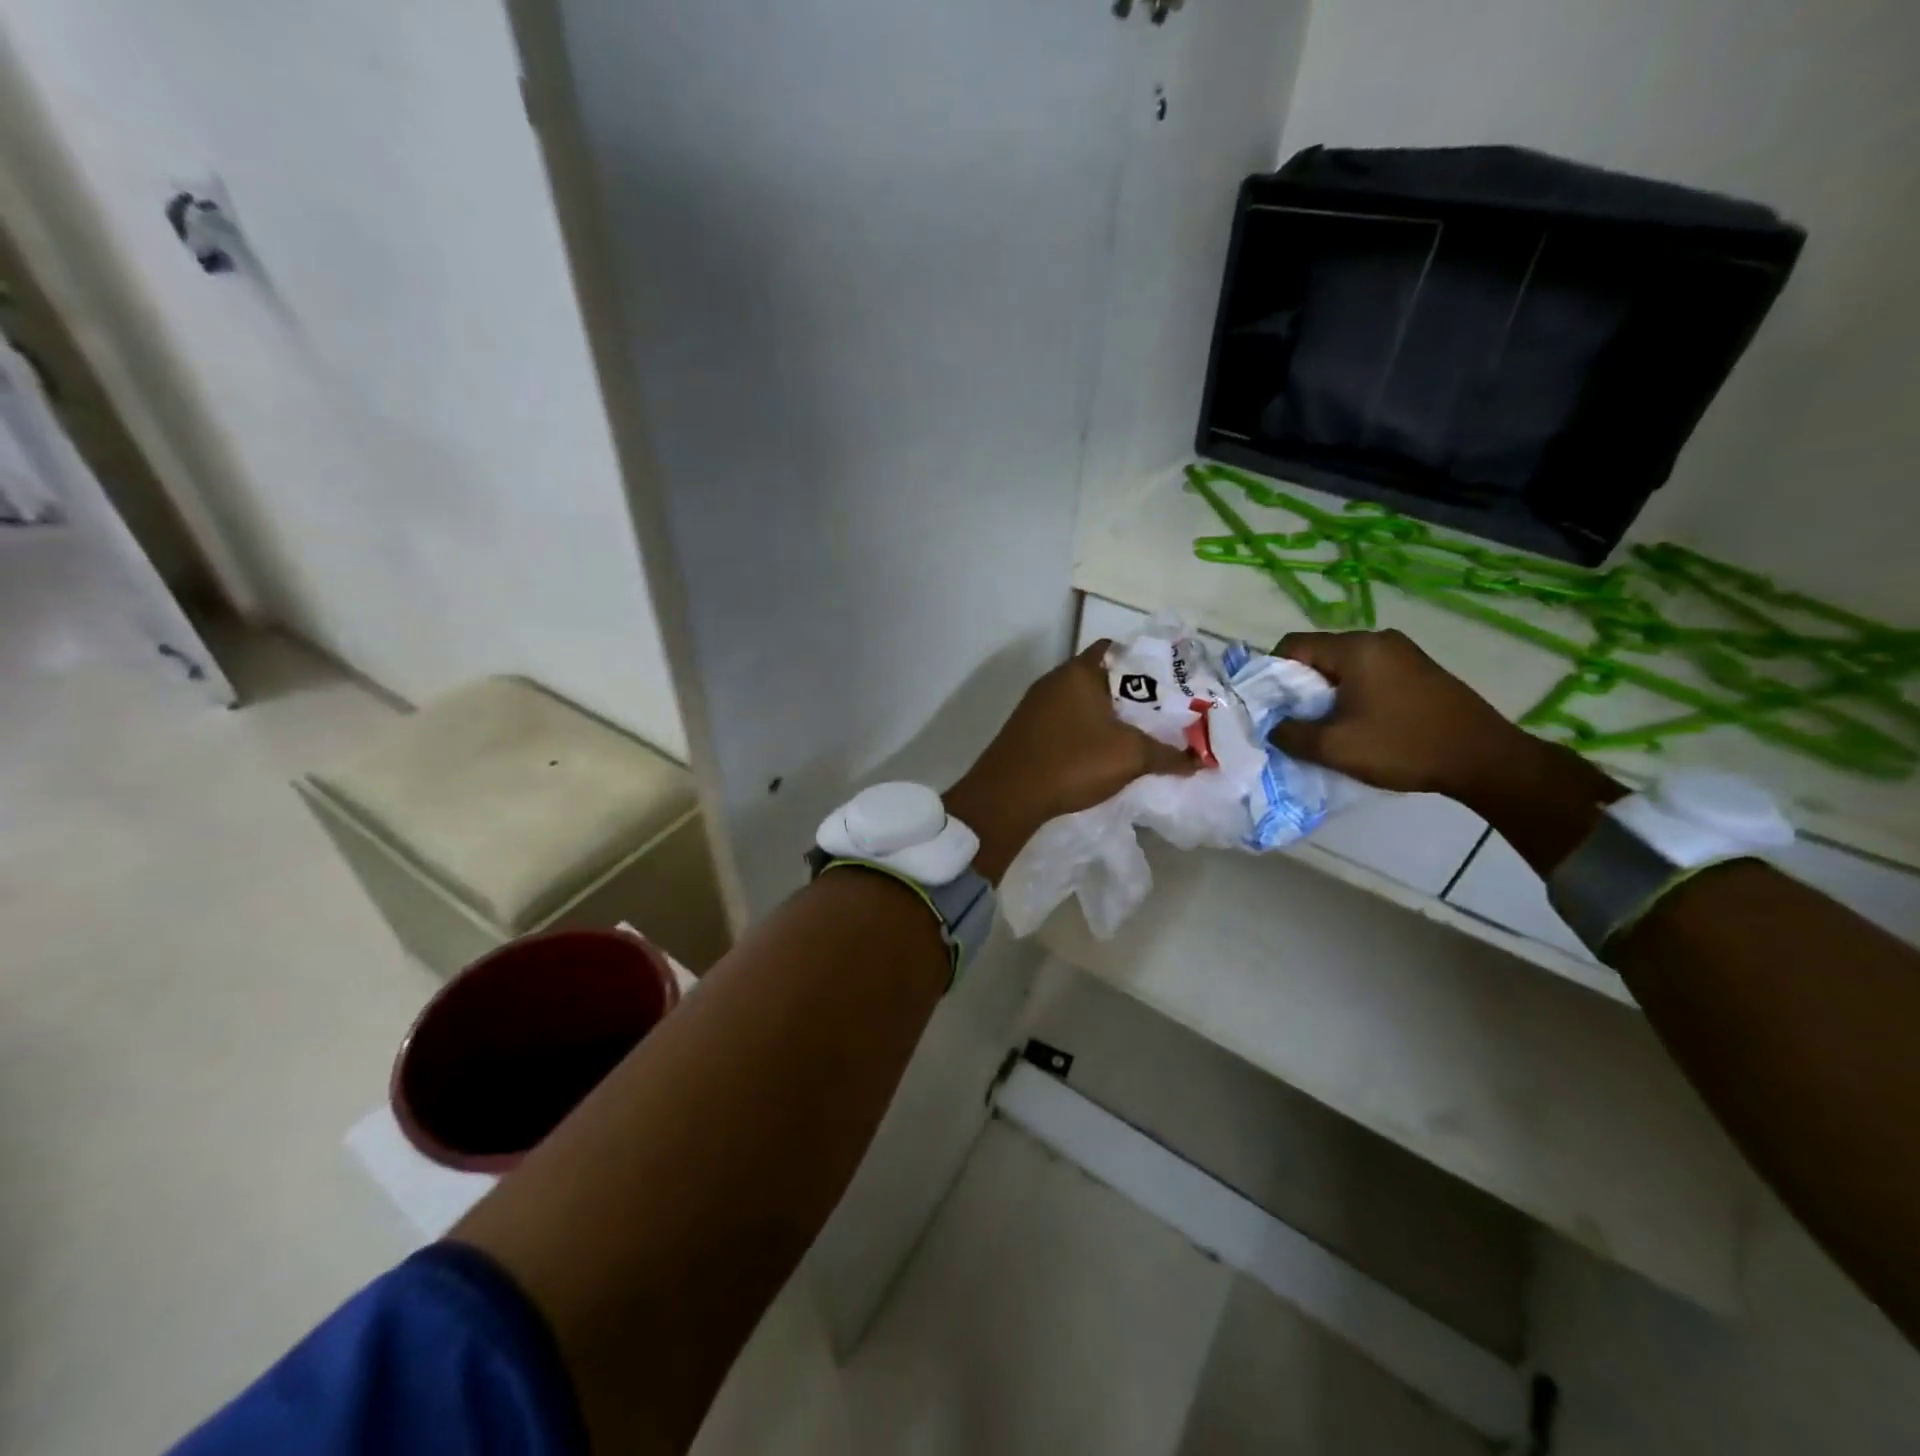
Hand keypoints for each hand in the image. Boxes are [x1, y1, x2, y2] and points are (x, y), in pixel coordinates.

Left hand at [947, 640, 1196, 881]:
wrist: (1007, 796)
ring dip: (1107, 715)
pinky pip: (1066, 720)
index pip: (1118, 650)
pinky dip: (1086, 730)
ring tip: (1137, 736)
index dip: (1146, 664)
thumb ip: (1168, 754)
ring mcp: (1036, 705)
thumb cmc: (1072, 762)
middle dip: (1131, 695)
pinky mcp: (1027, 729)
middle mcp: (1055, 679)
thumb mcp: (1130, 757)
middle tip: (1161, 715)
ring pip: (1083, 701)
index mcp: (1079, 671)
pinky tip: (1101, 752)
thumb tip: (1200, 760)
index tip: (1170, 685)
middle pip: (1101, 677)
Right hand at [1267, 629, 1537, 800]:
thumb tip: (1273, 726)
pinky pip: (1370, 673)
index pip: (1293, 644)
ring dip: (1327, 692)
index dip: (1271, 672)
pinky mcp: (1420, 670)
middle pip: (1319, 653)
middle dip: (1299, 685)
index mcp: (1356, 648)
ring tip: (1325, 725)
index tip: (1268, 704)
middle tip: (1293, 719)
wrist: (1484, 759)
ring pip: (1345, 665)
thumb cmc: (1402, 746)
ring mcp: (1404, 653)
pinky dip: (1353, 693)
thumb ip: (1290, 734)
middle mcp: (1379, 640)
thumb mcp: (1334, 747)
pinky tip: (1358, 722)